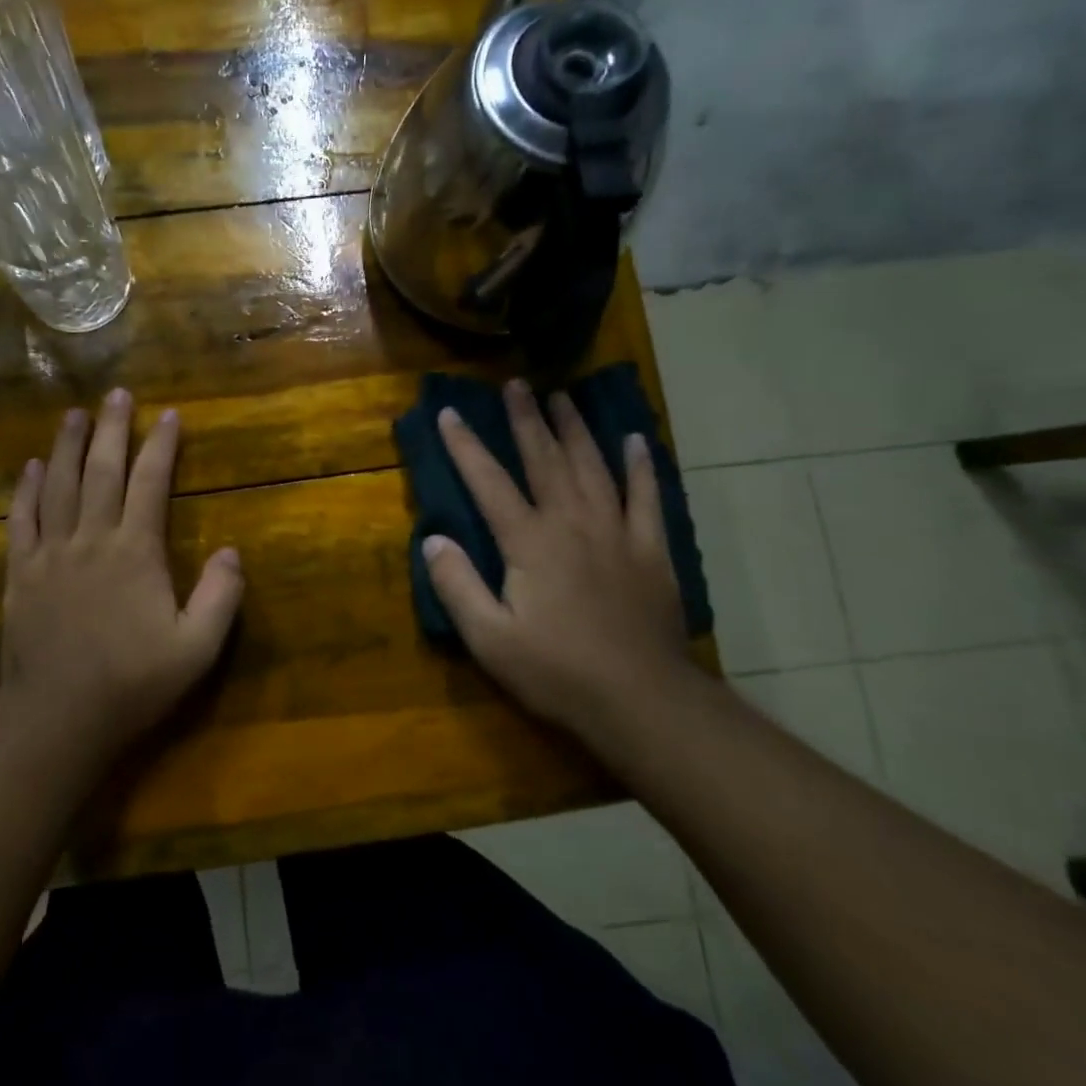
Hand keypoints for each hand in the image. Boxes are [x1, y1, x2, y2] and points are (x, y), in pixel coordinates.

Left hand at [0, 390, 243, 751]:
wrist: (57, 719)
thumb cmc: (132, 683)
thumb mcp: (196, 649)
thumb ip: (220, 597)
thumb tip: (233, 551)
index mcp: (135, 553)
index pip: (150, 484)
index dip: (160, 446)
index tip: (168, 415)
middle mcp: (91, 540)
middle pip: (102, 472)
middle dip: (112, 429)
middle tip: (117, 394)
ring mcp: (50, 554)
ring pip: (58, 485)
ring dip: (67, 446)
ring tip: (74, 414)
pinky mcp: (20, 574)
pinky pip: (21, 520)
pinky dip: (26, 489)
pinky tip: (31, 466)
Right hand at [422, 379, 688, 733]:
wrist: (640, 700)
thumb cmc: (556, 671)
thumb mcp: (489, 638)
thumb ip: (457, 585)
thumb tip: (433, 539)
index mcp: (529, 541)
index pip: (489, 482)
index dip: (466, 446)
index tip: (450, 412)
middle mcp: (572, 522)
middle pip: (545, 459)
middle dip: (526, 420)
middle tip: (516, 385)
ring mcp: (617, 532)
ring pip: (593, 466)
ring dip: (575, 429)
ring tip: (562, 397)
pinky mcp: (651, 550)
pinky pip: (646, 496)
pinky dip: (641, 466)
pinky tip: (636, 441)